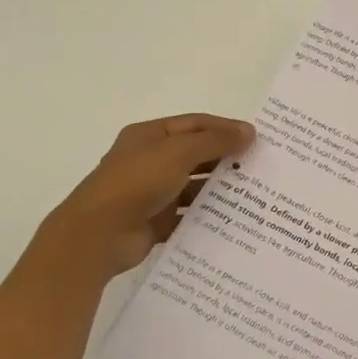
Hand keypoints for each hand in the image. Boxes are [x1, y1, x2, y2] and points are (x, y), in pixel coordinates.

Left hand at [44, 113, 254, 282]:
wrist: (98, 234)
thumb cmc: (137, 181)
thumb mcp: (179, 152)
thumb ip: (215, 141)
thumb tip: (249, 132)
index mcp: (150, 136)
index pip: (195, 124)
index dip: (225, 128)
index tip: (256, 138)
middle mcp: (150, 161)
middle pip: (195, 154)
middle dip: (225, 158)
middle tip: (259, 166)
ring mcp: (151, 193)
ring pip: (192, 187)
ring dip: (218, 188)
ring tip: (252, 194)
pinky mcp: (154, 222)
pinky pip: (186, 216)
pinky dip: (206, 216)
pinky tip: (232, 220)